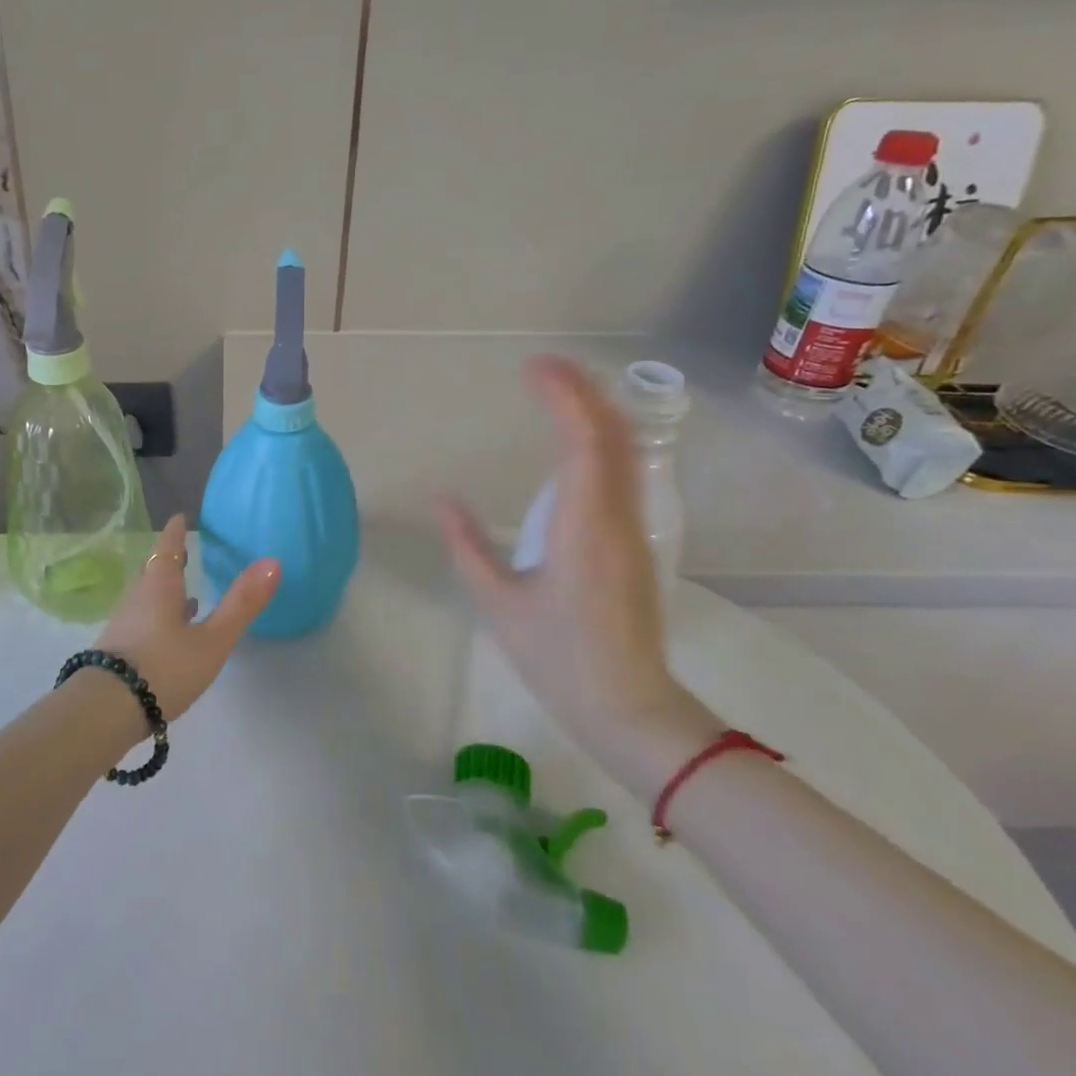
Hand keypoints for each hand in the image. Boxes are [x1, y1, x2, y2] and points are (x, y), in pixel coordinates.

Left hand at [97, 515, 281, 721]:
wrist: (105, 711)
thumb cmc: (163, 668)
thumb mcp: (212, 639)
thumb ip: (241, 603)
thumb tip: (273, 561)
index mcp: (160, 586)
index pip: (168, 547)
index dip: (176, 531)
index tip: (180, 517)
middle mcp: (139, 597)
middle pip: (155, 570)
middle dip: (170, 559)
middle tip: (185, 549)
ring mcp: (125, 624)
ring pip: (148, 597)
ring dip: (166, 590)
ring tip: (187, 593)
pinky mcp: (119, 650)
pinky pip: (144, 620)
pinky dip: (160, 617)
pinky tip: (172, 634)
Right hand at [434, 356, 721, 794]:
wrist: (629, 709)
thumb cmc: (558, 657)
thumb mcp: (498, 601)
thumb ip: (467, 545)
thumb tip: (441, 498)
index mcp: (584, 526)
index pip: (584, 439)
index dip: (563, 395)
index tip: (531, 367)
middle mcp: (618, 516)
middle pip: (613, 433)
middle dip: (582, 390)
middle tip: (541, 366)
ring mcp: (633, 528)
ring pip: (624, 450)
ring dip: (595, 411)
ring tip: (556, 390)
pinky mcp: (635, 542)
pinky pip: (624, 472)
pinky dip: (601, 439)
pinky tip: (576, 439)